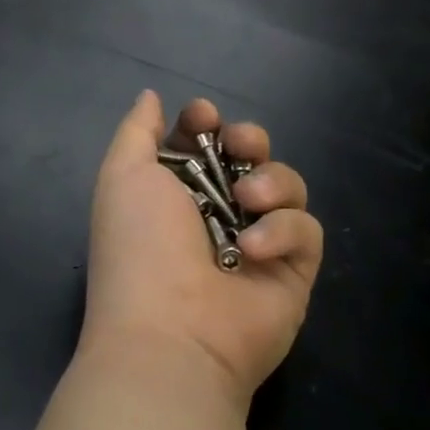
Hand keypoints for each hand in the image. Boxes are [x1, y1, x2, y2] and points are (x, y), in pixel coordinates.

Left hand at [84, 91, 321, 407]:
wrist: (171, 333)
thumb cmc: (139, 246)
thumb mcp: (123, 175)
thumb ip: (137, 132)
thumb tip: (151, 97)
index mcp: (173, 192)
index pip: (202, 143)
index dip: (205, 123)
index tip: (203, 117)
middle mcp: (216, 214)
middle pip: (251, 156)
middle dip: (249, 139)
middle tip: (240, 147)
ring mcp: (258, 242)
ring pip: (286, 185)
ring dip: (271, 182)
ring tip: (247, 200)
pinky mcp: (294, 271)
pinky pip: (306, 230)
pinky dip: (284, 231)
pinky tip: (252, 250)